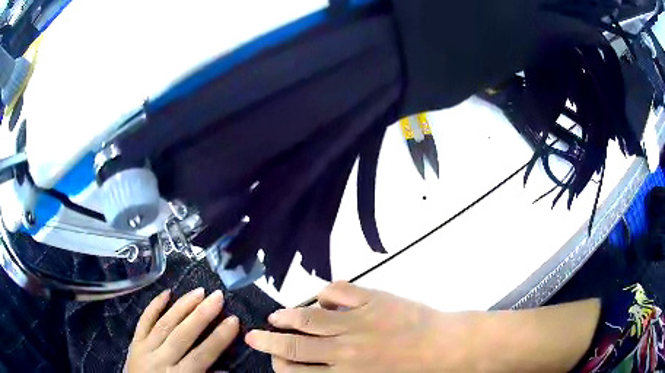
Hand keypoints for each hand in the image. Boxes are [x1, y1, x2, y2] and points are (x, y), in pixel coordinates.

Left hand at [125, 288, 239, 372]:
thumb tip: (225, 370)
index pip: (202, 355)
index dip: (219, 338)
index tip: (234, 320)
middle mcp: (160, 360)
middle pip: (182, 335)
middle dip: (201, 315)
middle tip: (217, 296)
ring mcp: (145, 349)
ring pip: (164, 324)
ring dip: (182, 306)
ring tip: (199, 291)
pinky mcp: (134, 342)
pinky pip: (143, 321)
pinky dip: (154, 306)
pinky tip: (166, 293)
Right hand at [245, 282, 472, 371]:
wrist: (448, 348)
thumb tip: (315, 369)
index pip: (296, 370)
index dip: (278, 363)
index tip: (272, 358)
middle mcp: (344, 350)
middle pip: (294, 344)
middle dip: (268, 340)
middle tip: (253, 335)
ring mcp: (358, 321)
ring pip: (309, 317)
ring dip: (287, 316)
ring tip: (275, 316)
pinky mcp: (374, 300)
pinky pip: (340, 291)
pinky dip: (325, 294)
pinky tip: (322, 299)